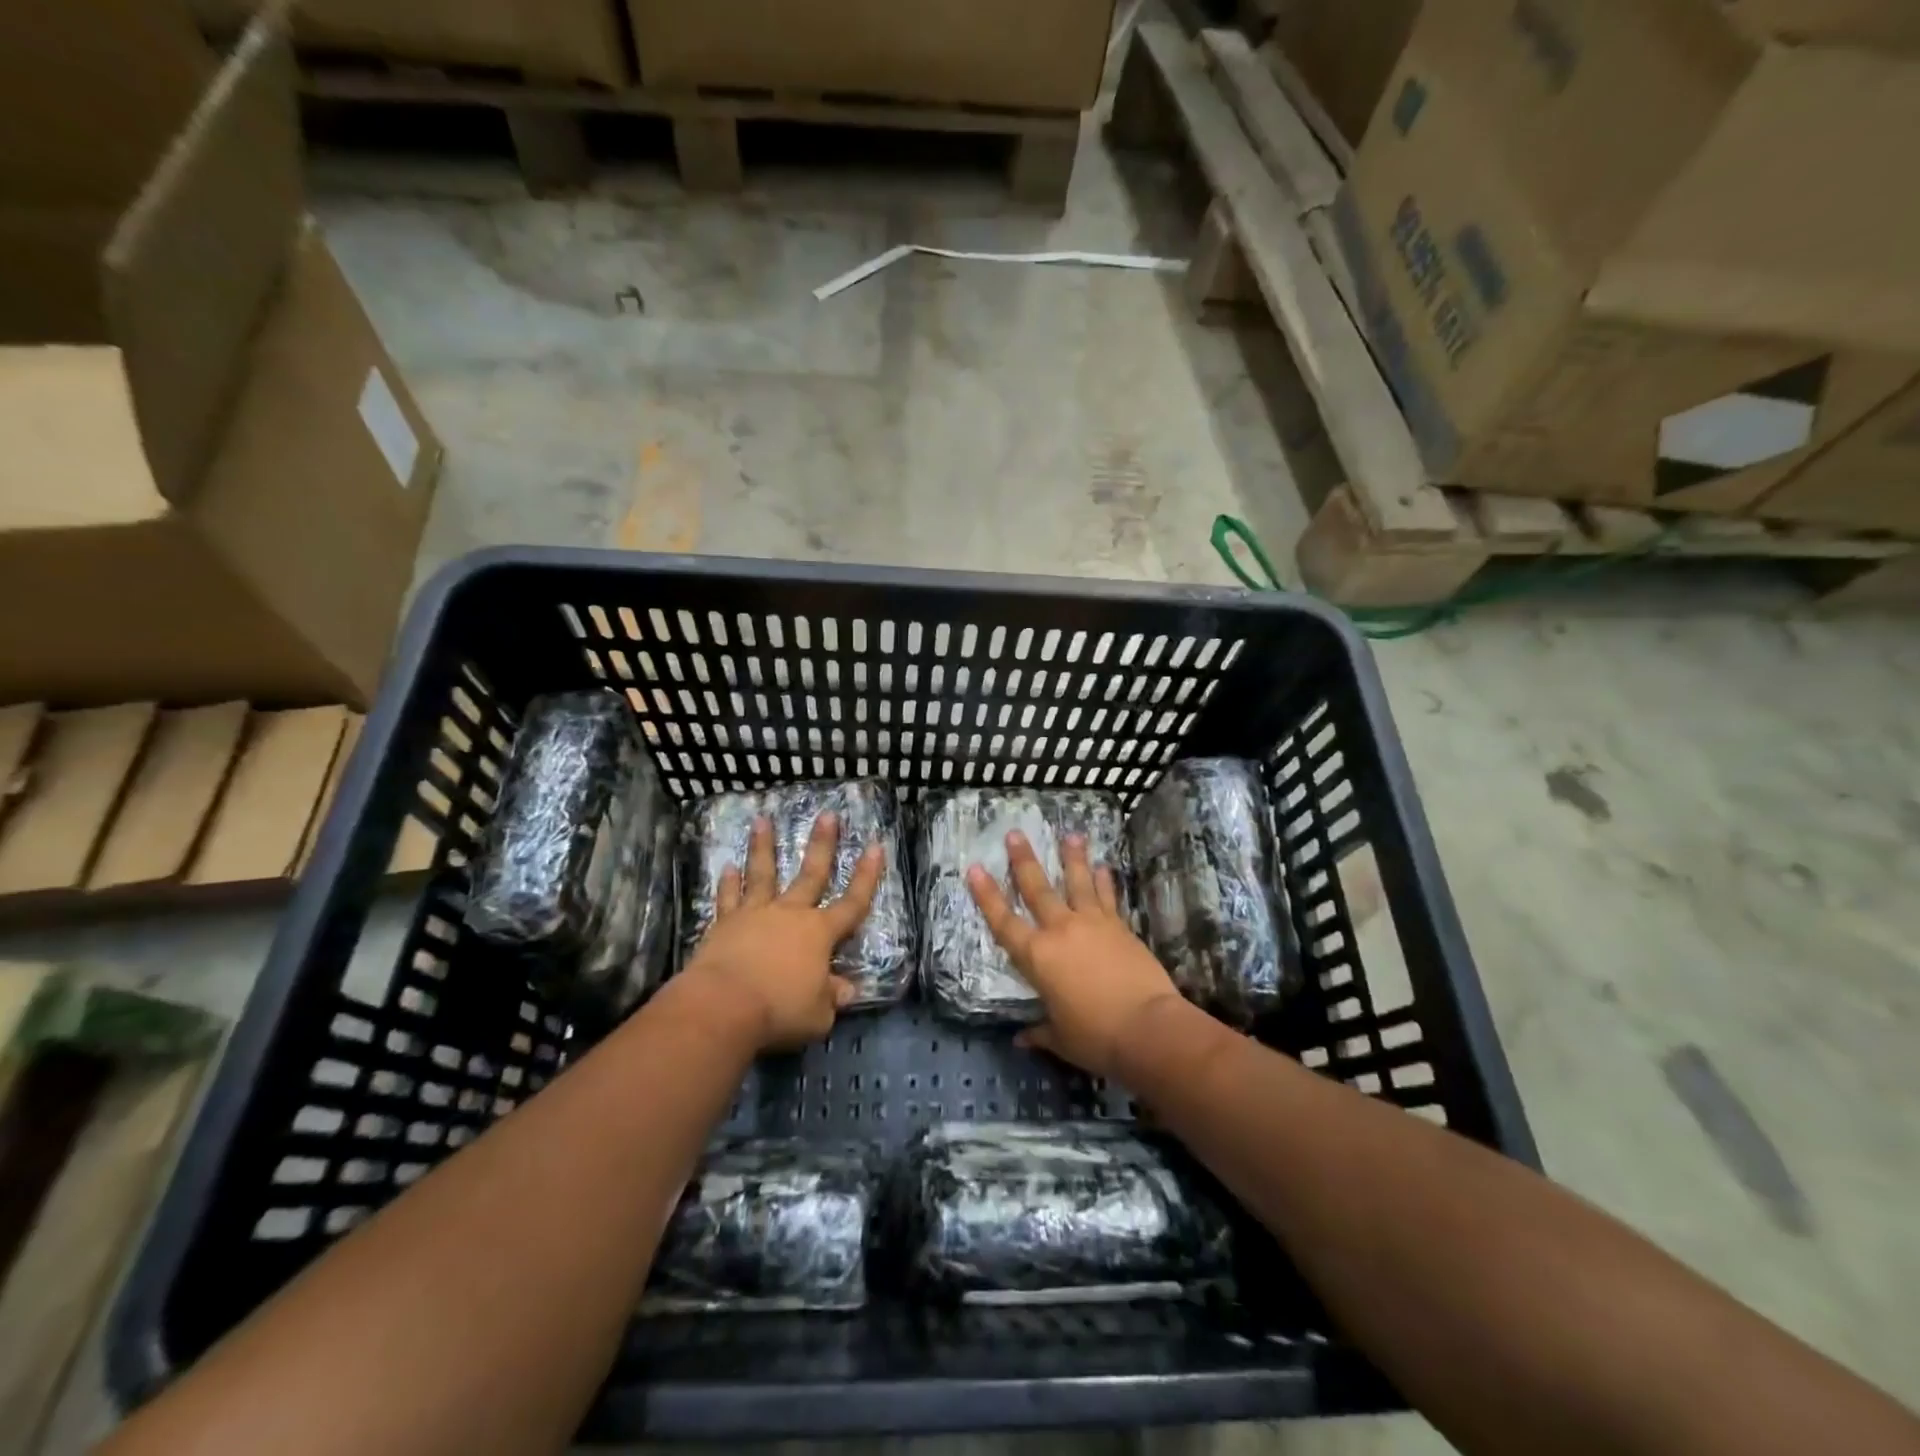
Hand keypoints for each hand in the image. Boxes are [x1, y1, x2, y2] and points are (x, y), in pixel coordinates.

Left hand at [682, 811, 881, 1051]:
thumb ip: (832, 997)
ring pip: (762, 874)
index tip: (876, 846)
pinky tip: (727, 866)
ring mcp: (755, 915)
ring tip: (762, 820)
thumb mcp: (818, 1014)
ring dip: (763, 847)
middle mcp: (791, 915)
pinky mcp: (725, 924)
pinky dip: (728, 883)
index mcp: (819, 934)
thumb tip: (847, 989)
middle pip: (811, 874)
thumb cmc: (779, 1010)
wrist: (723, 1006)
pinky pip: (728, 898)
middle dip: (822, 844)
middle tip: (827, 815)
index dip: (867, 877)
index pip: (852, 902)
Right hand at [966, 830, 1181, 1078]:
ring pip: (1078, 882)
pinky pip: (1108, 897)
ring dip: (1072, 857)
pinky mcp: (1119, 926)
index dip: (986, 895)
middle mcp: (1060, 930)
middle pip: (1038, 889)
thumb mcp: (1061, 1039)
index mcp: (1037, 957)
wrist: (1148, 1027)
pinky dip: (1105, 881)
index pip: (1003, 921)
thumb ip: (1040, 1032)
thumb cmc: (1096, 1037)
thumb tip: (1022, 1039)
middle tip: (1015, 834)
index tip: (975, 868)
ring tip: (1070, 834)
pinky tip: (1103, 866)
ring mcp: (1092, 924)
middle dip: (1024, 860)